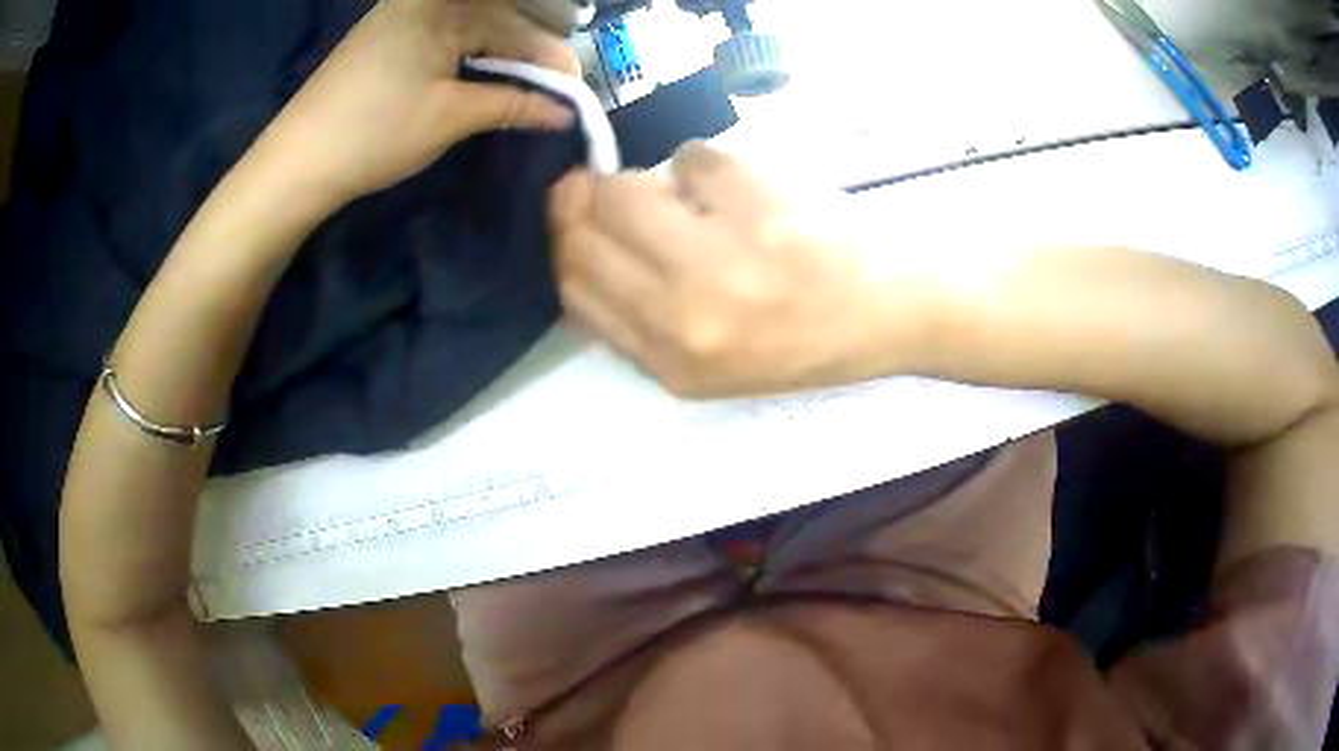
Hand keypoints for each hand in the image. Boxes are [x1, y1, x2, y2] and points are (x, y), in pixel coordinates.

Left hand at [254, 0, 578, 207]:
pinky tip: (483, 79)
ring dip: (498, 57)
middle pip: (492, 20)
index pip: (512, 25)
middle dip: (526, 54)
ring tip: (527, 87)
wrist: (295, 164)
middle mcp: (421, 2)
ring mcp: (399, 19)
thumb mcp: (451, 117)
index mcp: (439, 5)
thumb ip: (513, 104)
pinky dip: (467, 59)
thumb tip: (564, 111)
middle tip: (557, 88)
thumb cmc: (374, 133)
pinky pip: (441, 39)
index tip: (575, 88)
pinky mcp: (385, 40)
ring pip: (467, 30)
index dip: (547, 57)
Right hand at [549, 142, 912, 396]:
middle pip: (585, 229)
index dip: (564, 240)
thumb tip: (583, 240)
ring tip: (697, 200)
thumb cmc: (803, 340)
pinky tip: (743, 189)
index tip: (575, 216)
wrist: (891, 312)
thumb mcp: (709, 363)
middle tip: (613, 189)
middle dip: (588, 200)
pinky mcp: (759, 198)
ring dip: (653, 182)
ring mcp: (723, 253)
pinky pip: (691, 157)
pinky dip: (707, 166)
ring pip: (627, 187)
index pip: (574, 286)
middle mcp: (687, 314)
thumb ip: (637, 318)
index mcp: (672, 362)